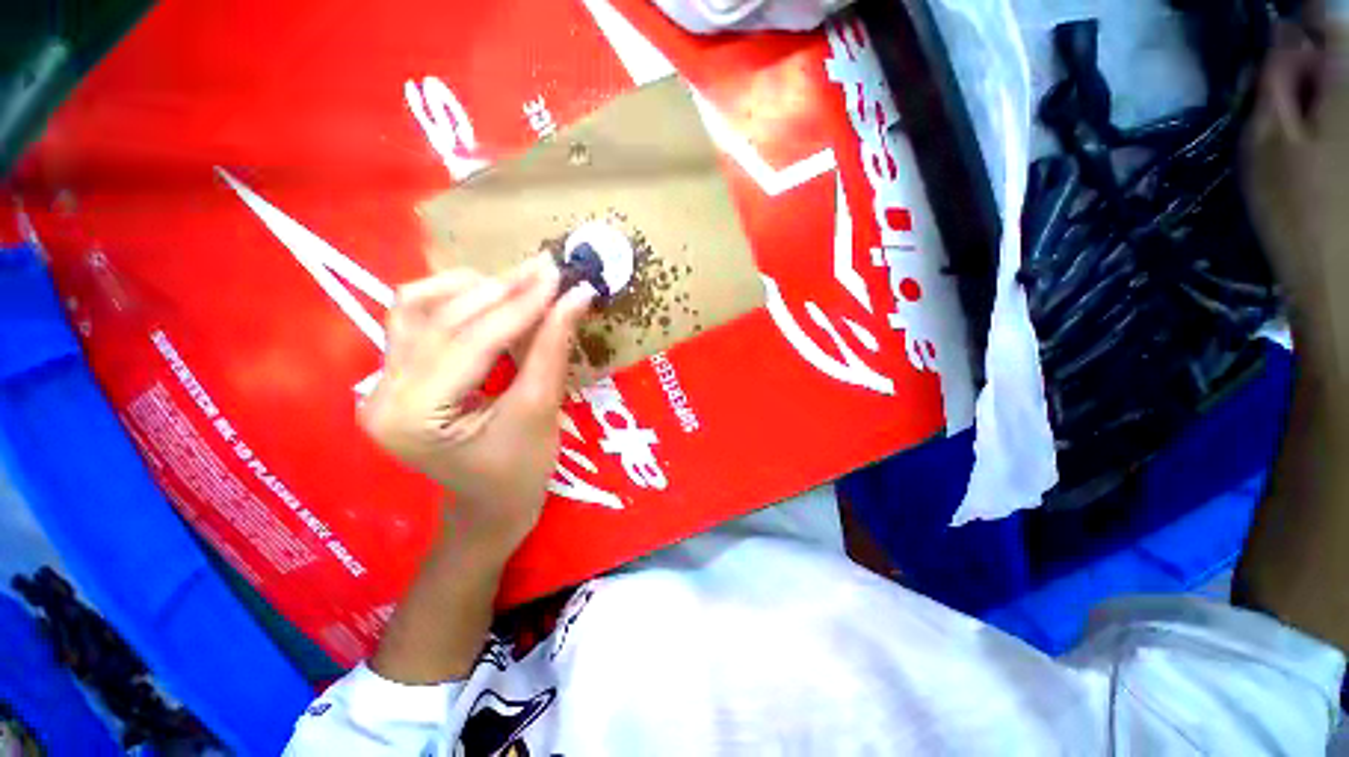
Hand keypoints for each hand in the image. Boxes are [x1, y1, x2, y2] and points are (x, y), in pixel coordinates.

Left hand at [360, 256, 595, 557]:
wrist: (489, 504)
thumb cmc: (520, 473)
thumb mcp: (540, 411)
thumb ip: (552, 349)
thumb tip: (576, 296)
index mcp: (413, 418)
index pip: (470, 343)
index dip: (520, 306)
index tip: (559, 277)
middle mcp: (381, 393)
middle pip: (441, 319)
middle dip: (502, 290)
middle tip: (549, 271)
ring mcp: (381, 381)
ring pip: (419, 307)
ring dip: (475, 288)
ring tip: (524, 283)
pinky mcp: (395, 373)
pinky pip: (416, 317)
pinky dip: (455, 298)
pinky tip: (490, 296)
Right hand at [1242, 11, 1348, 359]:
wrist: (1339, 277)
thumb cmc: (1296, 209)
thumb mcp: (1266, 142)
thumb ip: (1274, 81)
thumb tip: (1283, 36)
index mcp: (1344, 80)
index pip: (1326, 17)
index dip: (1301, 18)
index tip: (1279, 32)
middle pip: (1342, 46)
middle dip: (1312, 52)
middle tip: (1285, 80)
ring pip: (1345, 82)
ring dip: (1322, 84)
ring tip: (1301, 112)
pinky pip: (1347, 111)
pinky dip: (1333, 111)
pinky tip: (1320, 134)